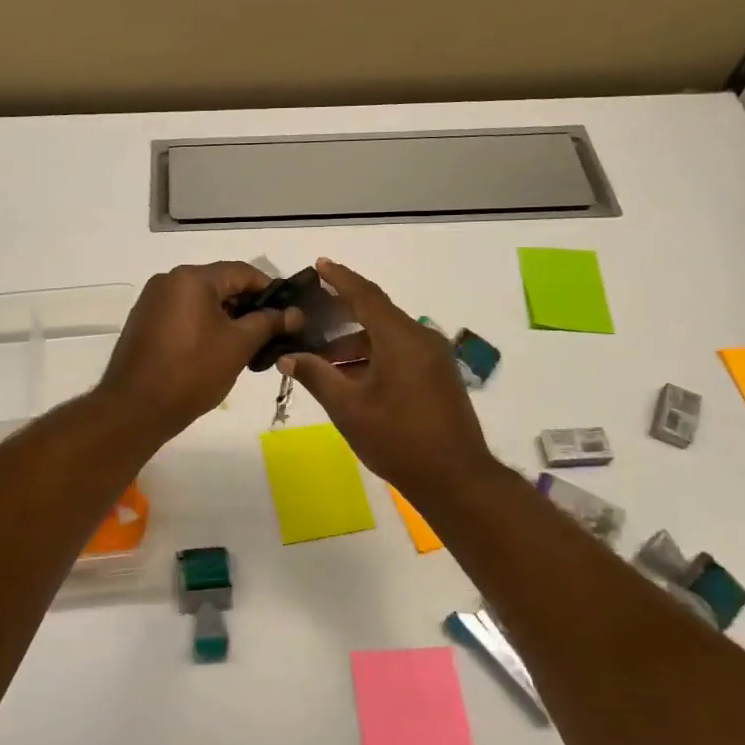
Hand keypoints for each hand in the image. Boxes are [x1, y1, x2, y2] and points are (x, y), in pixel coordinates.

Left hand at [97, 262, 295, 442]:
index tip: (289, 312)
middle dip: (248, 305)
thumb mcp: (238, 346)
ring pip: (201, 300)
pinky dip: (203, 325)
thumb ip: (268, 323)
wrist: (135, 408)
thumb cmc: (192, 372)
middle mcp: (169, 281)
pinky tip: (217, 350)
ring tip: (248, 345)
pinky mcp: (144, 322)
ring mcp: (152, 301)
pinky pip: (183, 314)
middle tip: (272, 331)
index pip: (242, 271)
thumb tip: (294, 313)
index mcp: (192, 278)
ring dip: (226, 317)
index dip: (270, 290)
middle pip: (219, 283)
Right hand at [283, 259, 500, 503]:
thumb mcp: (348, 408)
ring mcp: (434, 358)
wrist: (456, 479)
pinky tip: (350, 377)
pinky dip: (373, 356)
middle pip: (376, 315)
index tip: (319, 265)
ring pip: (387, 337)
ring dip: (354, 344)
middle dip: (341, 315)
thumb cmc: (398, 440)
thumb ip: (316, 376)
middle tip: (309, 317)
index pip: (366, 296)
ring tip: (321, 360)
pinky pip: (400, 352)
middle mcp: (422, 339)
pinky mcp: (439, 376)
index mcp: (401, 339)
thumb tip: (288, 357)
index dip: (340, 279)